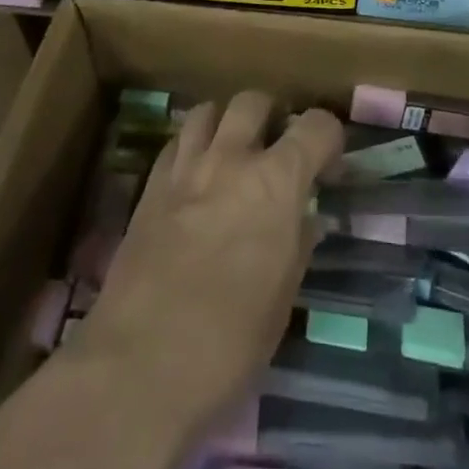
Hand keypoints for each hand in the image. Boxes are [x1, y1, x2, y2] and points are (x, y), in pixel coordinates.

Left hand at [68, 92, 341, 442]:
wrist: (139, 367)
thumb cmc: (230, 342)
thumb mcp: (283, 296)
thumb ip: (298, 241)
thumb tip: (303, 217)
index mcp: (277, 182)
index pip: (316, 125)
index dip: (329, 137)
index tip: (328, 164)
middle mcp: (231, 159)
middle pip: (254, 101)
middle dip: (272, 116)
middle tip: (277, 149)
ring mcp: (185, 169)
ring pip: (208, 110)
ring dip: (226, 122)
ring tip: (232, 153)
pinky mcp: (149, 188)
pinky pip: (175, 143)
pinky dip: (192, 147)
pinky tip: (195, 178)